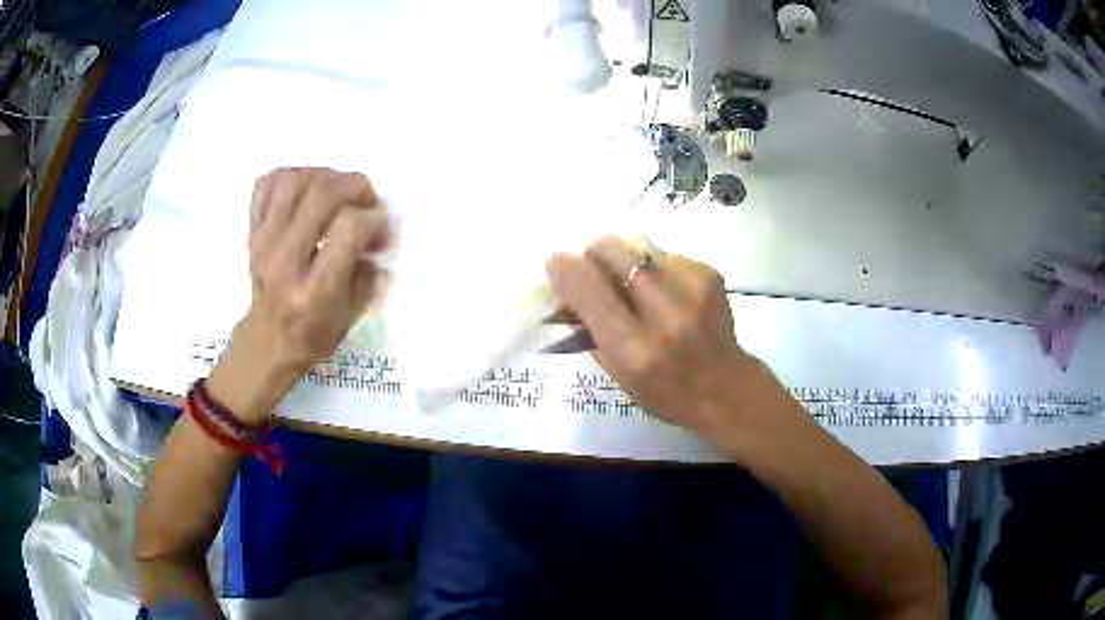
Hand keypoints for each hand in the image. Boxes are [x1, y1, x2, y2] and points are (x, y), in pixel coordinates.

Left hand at [208, 168, 390, 423]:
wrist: (267, 342)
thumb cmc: (313, 334)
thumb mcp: (351, 316)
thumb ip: (369, 275)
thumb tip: (377, 238)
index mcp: (314, 290)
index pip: (348, 228)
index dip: (373, 219)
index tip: (379, 231)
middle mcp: (285, 260)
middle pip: (322, 194)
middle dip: (355, 186)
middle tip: (366, 200)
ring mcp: (263, 242)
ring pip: (293, 180)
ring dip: (324, 175)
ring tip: (337, 190)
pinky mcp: (252, 231)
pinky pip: (266, 184)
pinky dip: (289, 176)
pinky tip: (305, 189)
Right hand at [547, 237, 769, 434]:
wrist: (727, 390)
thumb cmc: (664, 392)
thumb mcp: (618, 373)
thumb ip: (588, 328)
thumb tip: (564, 288)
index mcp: (634, 349)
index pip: (587, 288)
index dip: (564, 269)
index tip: (556, 266)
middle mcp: (664, 313)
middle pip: (611, 250)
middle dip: (592, 256)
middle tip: (594, 273)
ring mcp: (692, 288)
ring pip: (636, 247)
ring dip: (623, 262)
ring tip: (634, 288)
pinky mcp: (709, 273)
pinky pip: (663, 255)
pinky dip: (652, 269)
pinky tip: (664, 294)